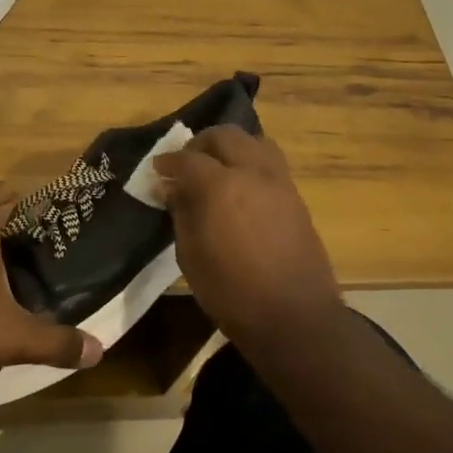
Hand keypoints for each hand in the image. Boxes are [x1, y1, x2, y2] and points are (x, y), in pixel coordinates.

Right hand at [153, 126, 342, 344]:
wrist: (294, 317)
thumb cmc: (231, 292)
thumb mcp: (190, 255)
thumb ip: (181, 213)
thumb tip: (172, 188)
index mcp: (219, 185)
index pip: (187, 158)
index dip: (167, 162)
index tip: (157, 170)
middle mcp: (252, 172)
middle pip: (225, 136)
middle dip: (201, 144)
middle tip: (186, 163)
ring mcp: (279, 182)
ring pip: (254, 142)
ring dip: (231, 147)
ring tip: (218, 168)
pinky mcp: (296, 197)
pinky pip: (271, 163)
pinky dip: (251, 162)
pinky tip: (241, 187)